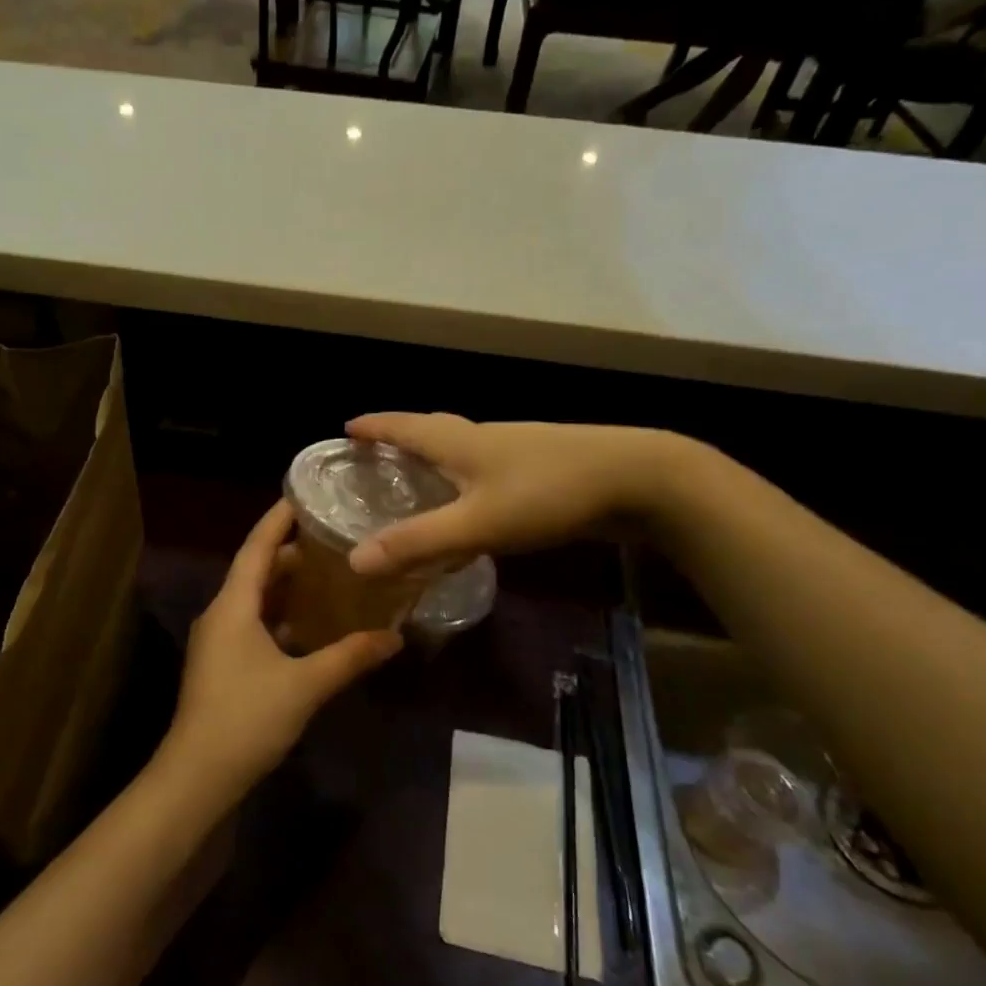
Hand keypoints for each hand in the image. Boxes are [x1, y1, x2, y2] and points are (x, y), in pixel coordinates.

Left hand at [162, 500, 403, 801]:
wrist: (197, 776)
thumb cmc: (246, 718)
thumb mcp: (305, 685)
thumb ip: (350, 657)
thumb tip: (396, 637)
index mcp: (233, 606)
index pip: (256, 547)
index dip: (278, 519)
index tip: (302, 494)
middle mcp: (221, 615)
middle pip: (255, 570)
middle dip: (290, 552)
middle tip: (331, 536)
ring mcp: (218, 642)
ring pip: (254, 599)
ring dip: (285, 586)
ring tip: (327, 573)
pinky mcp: (223, 665)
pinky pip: (253, 624)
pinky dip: (280, 616)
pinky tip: (310, 625)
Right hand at [344, 413, 692, 577]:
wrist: (639, 478)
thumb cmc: (549, 492)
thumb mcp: (477, 522)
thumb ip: (418, 542)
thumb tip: (355, 560)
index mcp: (461, 442)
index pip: (405, 425)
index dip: (375, 426)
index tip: (347, 426)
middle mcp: (485, 437)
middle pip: (433, 429)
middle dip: (401, 436)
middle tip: (376, 453)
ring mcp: (518, 449)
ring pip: (463, 447)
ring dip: (434, 455)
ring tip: (417, 477)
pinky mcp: (542, 466)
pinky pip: (487, 466)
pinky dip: (465, 476)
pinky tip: (474, 499)